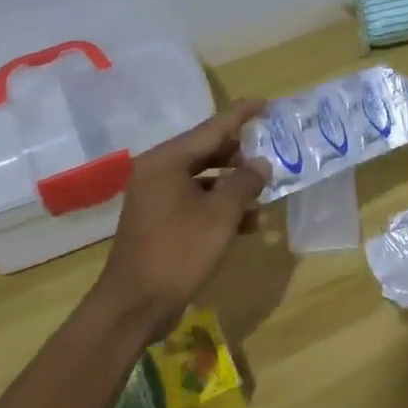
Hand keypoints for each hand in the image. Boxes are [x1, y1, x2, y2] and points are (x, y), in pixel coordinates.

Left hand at [94, 101, 271, 328]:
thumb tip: (261, 165)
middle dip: (240, 156)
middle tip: (270, 155)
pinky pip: (197, 203)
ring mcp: (157, 198)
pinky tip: (249, 224)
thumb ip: (244, 183)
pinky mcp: (161, 222)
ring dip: (234, 187)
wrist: (136, 304)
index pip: (211, 128)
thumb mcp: (221, 215)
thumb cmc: (179, 251)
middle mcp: (158, 173)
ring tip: (264, 196)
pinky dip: (221, 208)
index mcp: (166, 161)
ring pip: (204, 180)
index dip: (240, 115)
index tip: (264, 103)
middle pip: (207, 152)